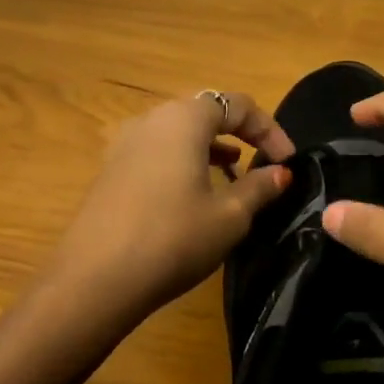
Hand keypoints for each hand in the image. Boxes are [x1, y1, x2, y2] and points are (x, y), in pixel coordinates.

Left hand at [46, 91, 293, 327]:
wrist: (96, 279)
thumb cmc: (173, 238)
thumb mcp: (229, 216)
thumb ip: (260, 187)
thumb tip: (281, 172)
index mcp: (184, 119)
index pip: (237, 104)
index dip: (269, 129)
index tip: (287, 162)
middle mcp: (151, 120)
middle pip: (205, 112)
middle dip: (240, 135)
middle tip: (263, 165)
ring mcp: (125, 144)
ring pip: (179, 133)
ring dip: (211, 149)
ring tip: (234, 177)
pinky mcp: (111, 171)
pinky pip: (158, 153)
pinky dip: (184, 162)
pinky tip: (195, 194)